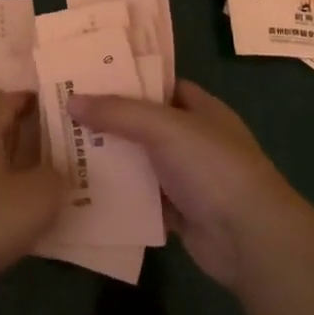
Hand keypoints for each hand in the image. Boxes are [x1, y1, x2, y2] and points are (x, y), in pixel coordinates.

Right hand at [69, 80, 306, 288]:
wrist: (249, 237)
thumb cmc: (212, 167)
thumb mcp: (164, 127)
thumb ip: (118, 112)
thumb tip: (71, 101)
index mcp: (201, 109)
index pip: (160, 85)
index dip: (127, 80)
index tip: (88, 78)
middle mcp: (194, 140)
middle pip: (144, 124)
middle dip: (109, 121)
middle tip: (64, 114)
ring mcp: (187, 178)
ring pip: (140, 162)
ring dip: (110, 159)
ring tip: (64, 150)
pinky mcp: (178, 212)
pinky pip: (141, 198)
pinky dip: (119, 196)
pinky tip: (83, 190)